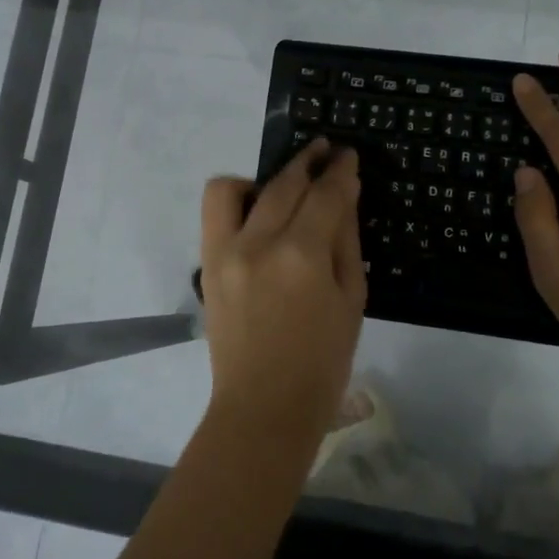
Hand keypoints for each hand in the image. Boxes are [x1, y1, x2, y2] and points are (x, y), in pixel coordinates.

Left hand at [199, 140, 366, 440]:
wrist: (264, 407)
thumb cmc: (323, 362)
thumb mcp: (352, 300)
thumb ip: (346, 240)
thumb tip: (344, 194)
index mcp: (303, 256)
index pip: (325, 195)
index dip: (340, 170)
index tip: (347, 154)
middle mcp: (259, 243)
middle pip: (285, 184)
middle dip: (308, 161)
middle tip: (325, 151)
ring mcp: (225, 251)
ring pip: (236, 187)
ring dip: (265, 176)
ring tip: (286, 185)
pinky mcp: (207, 263)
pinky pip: (215, 212)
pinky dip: (236, 199)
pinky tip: (258, 212)